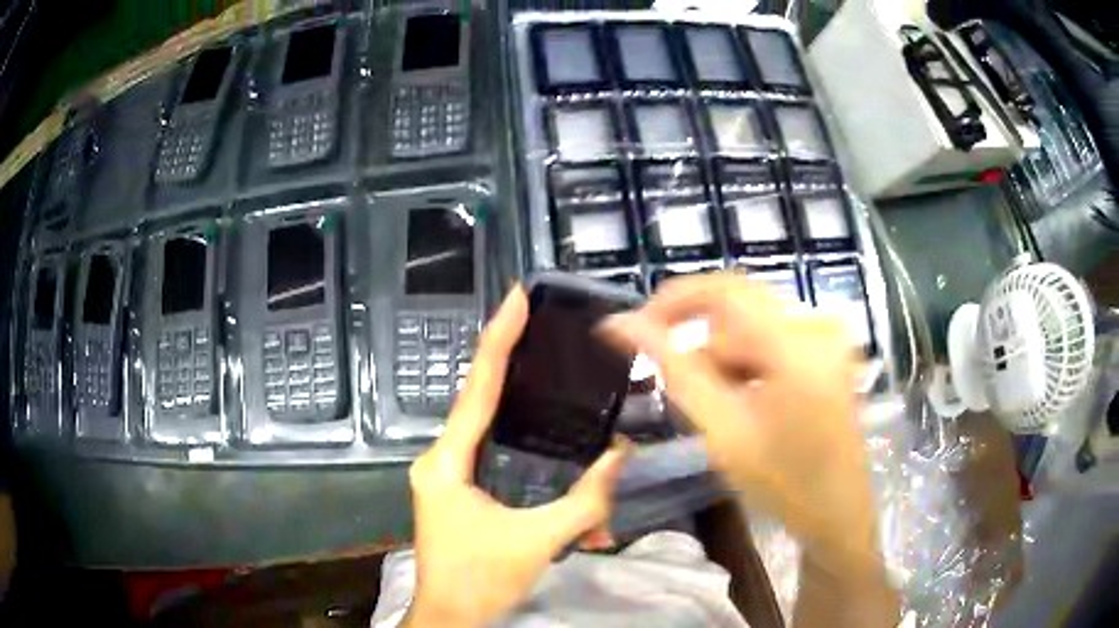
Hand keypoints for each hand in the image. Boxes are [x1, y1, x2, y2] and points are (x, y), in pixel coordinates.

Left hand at [405, 287, 628, 627]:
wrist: (449, 618)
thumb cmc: (480, 580)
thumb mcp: (537, 541)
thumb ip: (585, 501)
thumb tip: (622, 457)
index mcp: (447, 463)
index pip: (477, 389)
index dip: (498, 339)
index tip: (515, 298)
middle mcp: (440, 459)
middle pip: (479, 399)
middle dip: (510, 362)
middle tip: (541, 326)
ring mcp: (447, 475)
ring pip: (489, 430)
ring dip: (523, 412)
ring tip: (551, 380)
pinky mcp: (459, 490)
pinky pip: (492, 456)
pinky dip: (523, 451)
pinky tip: (551, 453)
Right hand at [602, 272, 879, 576]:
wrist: (837, 511)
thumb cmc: (782, 484)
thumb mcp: (722, 430)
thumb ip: (673, 369)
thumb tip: (620, 324)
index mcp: (797, 345)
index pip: (723, 288)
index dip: (673, 301)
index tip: (639, 330)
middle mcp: (818, 326)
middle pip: (739, 309)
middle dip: (708, 348)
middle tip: (698, 400)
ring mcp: (830, 336)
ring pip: (753, 323)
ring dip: (729, 360)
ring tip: (730, 411)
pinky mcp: (831, 347)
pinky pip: (774, 335)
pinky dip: (752, 362)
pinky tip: (754, 402)